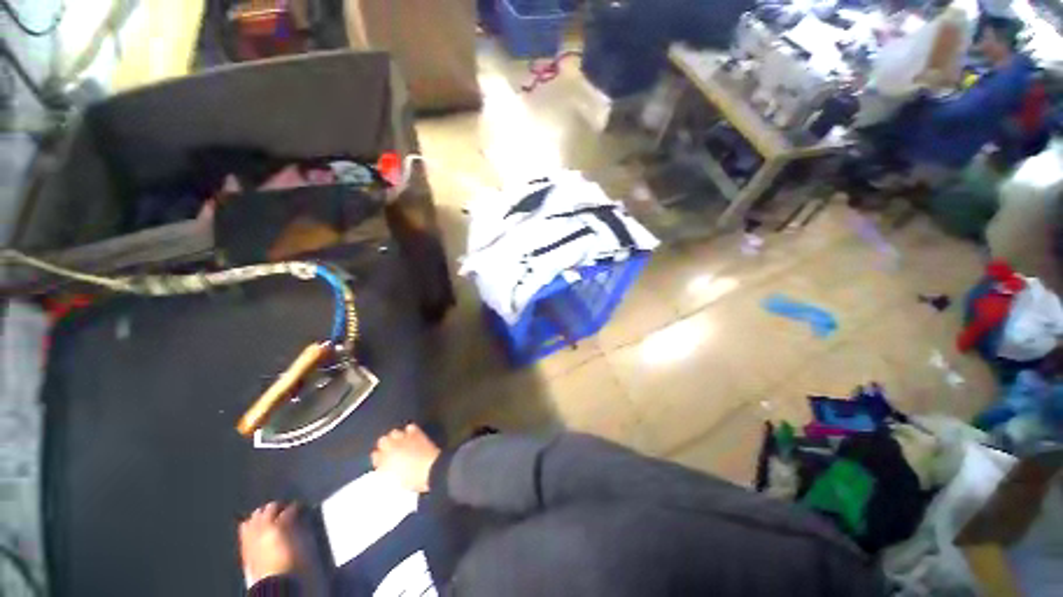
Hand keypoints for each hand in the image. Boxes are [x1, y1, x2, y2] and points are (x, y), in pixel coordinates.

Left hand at [238, 502, 300, 585]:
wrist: (276, 585)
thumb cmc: (293, 564)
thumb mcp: (303, 544)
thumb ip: (300, 527)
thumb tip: (300, 518)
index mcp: (279, 526)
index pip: (290, 509)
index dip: (298, 507)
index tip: (303, 508)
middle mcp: (263, 528)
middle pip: (270, 508)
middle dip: (279, 507)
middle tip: (286, 510)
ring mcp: (252, 536)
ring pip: (255, 516)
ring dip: (264, 514)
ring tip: (271, 517)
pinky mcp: (245, 546)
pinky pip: (245, 529)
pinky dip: (251, 524)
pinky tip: (257, 527)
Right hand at [371, 424, 440, 492]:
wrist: (431, 469)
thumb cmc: (414, 480)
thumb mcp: (397, 481)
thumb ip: (389, 472)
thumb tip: (387, 469)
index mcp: (385, 463)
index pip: (375, 455)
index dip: (379, 457)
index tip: (382, 458)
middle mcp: (391, 449)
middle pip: (382, 441)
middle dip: (386, 444)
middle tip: (392, 448)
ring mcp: (403, 439)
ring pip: (394, 432)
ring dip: (397, 436)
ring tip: (401, 441)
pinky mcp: (415, 433)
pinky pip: (410, 427)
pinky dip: (410, 430)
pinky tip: (412, 434)